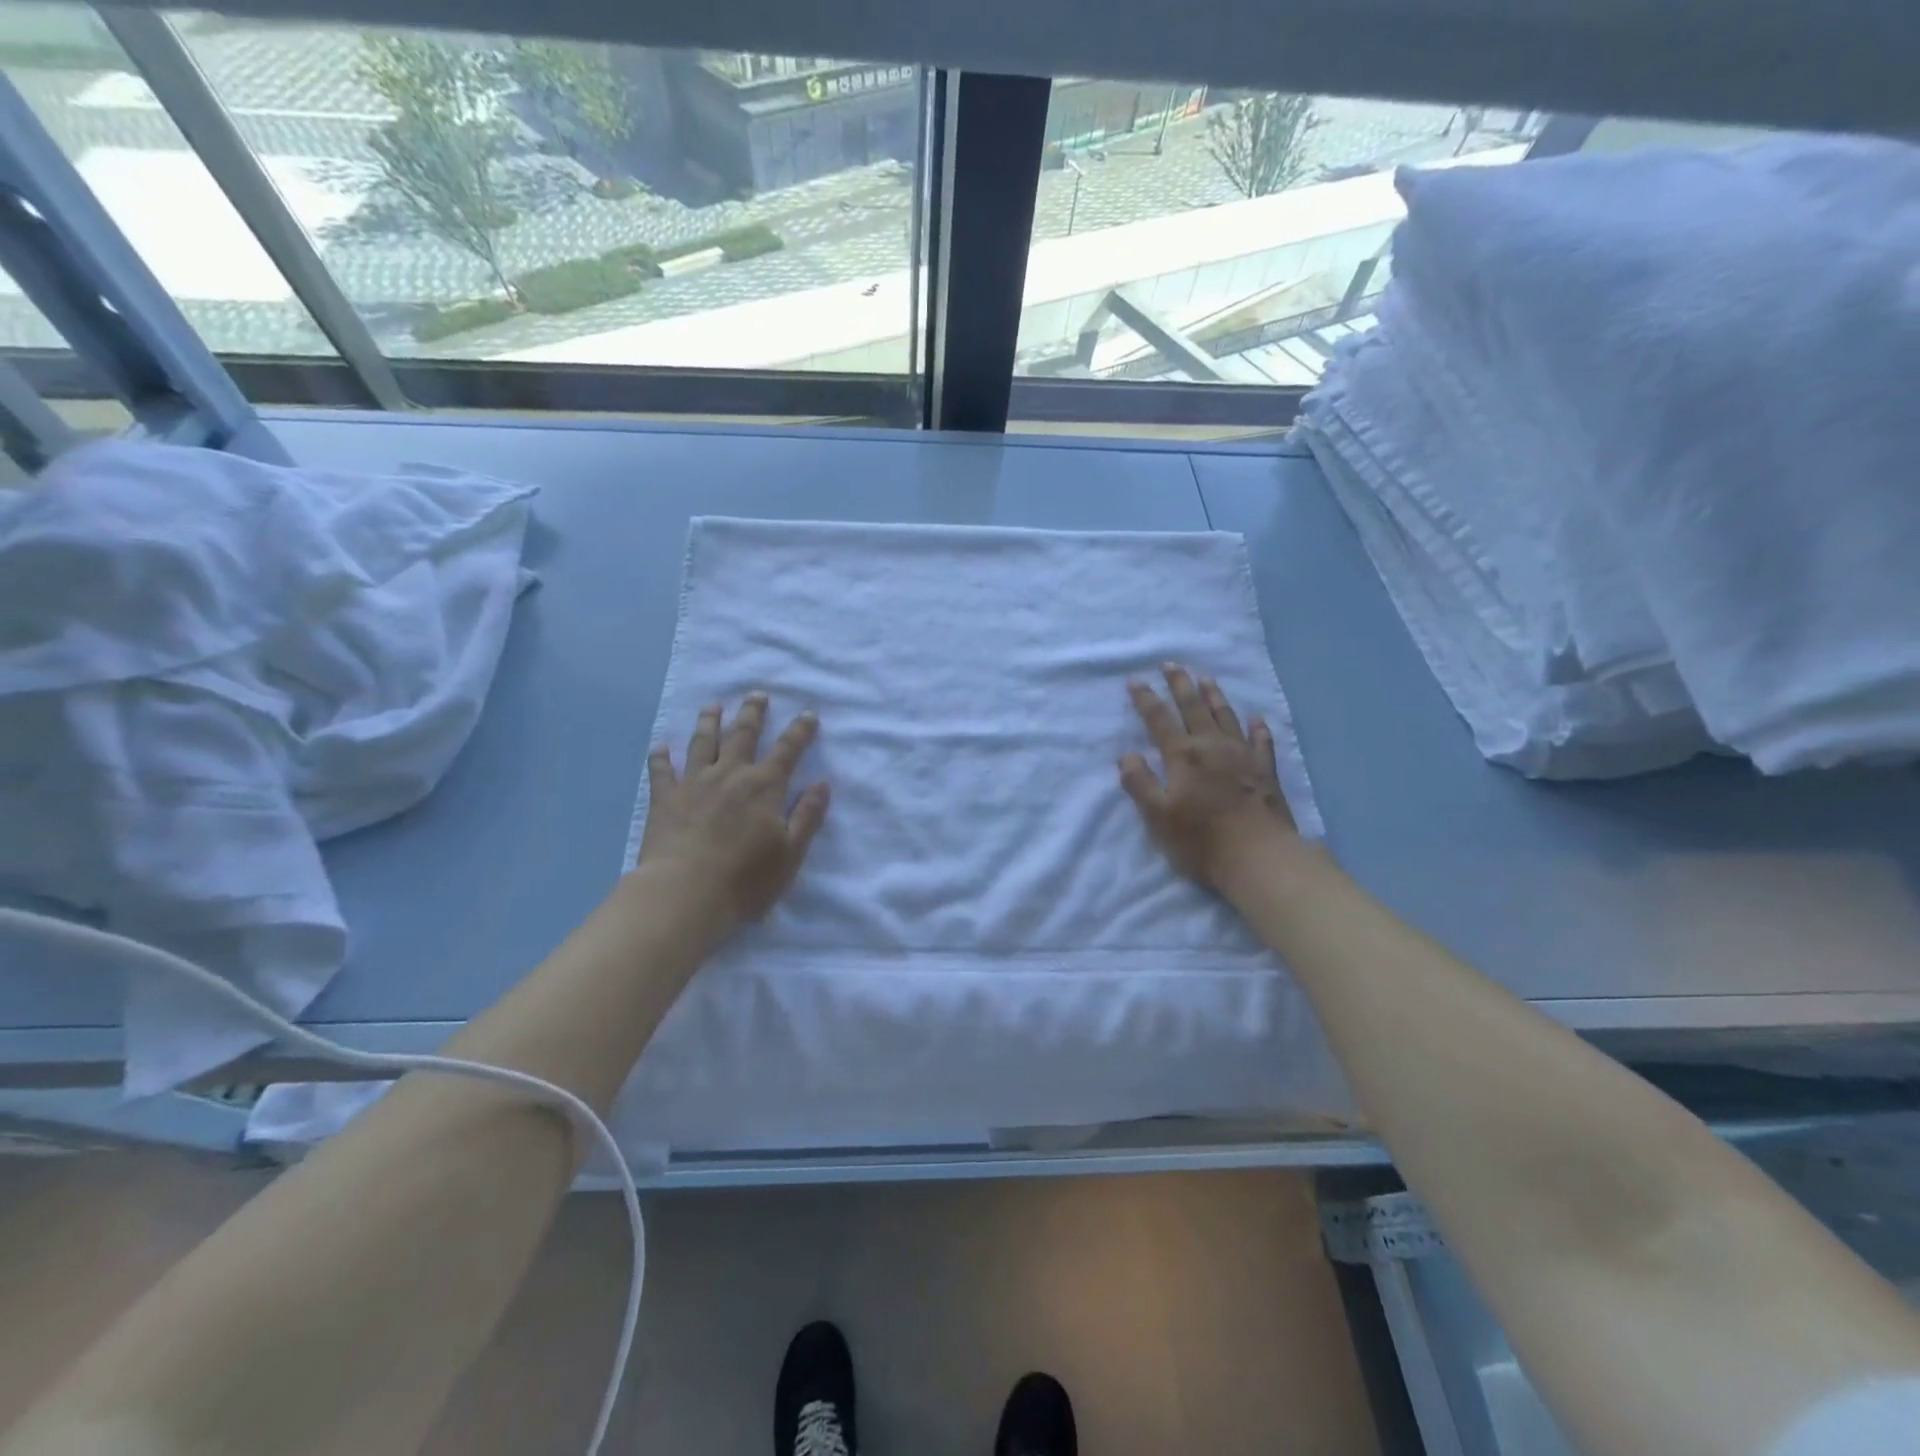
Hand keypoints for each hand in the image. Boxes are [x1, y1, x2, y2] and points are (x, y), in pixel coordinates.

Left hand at [639, 693, 829, 931]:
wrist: (685, 893)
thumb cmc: (745, 878)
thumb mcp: (791, 852)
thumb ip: (807, 815)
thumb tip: (822, 783)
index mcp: (764, 786)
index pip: (788, 750)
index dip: (800, 730)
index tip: (808, 713)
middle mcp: (730, 774)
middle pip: (742, 735)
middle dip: (752, 713)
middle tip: (757, 694)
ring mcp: (693, 783)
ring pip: (702, 742)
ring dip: (709, 721)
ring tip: (712, 706)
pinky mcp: (664, 798)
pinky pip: (661, 770)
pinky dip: (660, 756)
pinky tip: (660, 746)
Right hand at [1119, 664, 1296, 890]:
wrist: (1259, 856)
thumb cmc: (1201, 840)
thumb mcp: (1157, 816)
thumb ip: (1140, 783)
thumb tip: (1127, 755)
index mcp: (1183, 755)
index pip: (1159, 719)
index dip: (1146, 699)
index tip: (1135, 680)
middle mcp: (1212, 746)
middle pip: (1193, 708)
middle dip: (1180, 684)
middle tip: (1171, 664)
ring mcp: (1243, 756)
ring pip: (1226, 716)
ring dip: (1214, 696)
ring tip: (1205, 678)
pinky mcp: (1266, 771)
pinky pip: (1262, 741)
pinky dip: (1258, 727)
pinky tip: (1256, 718)